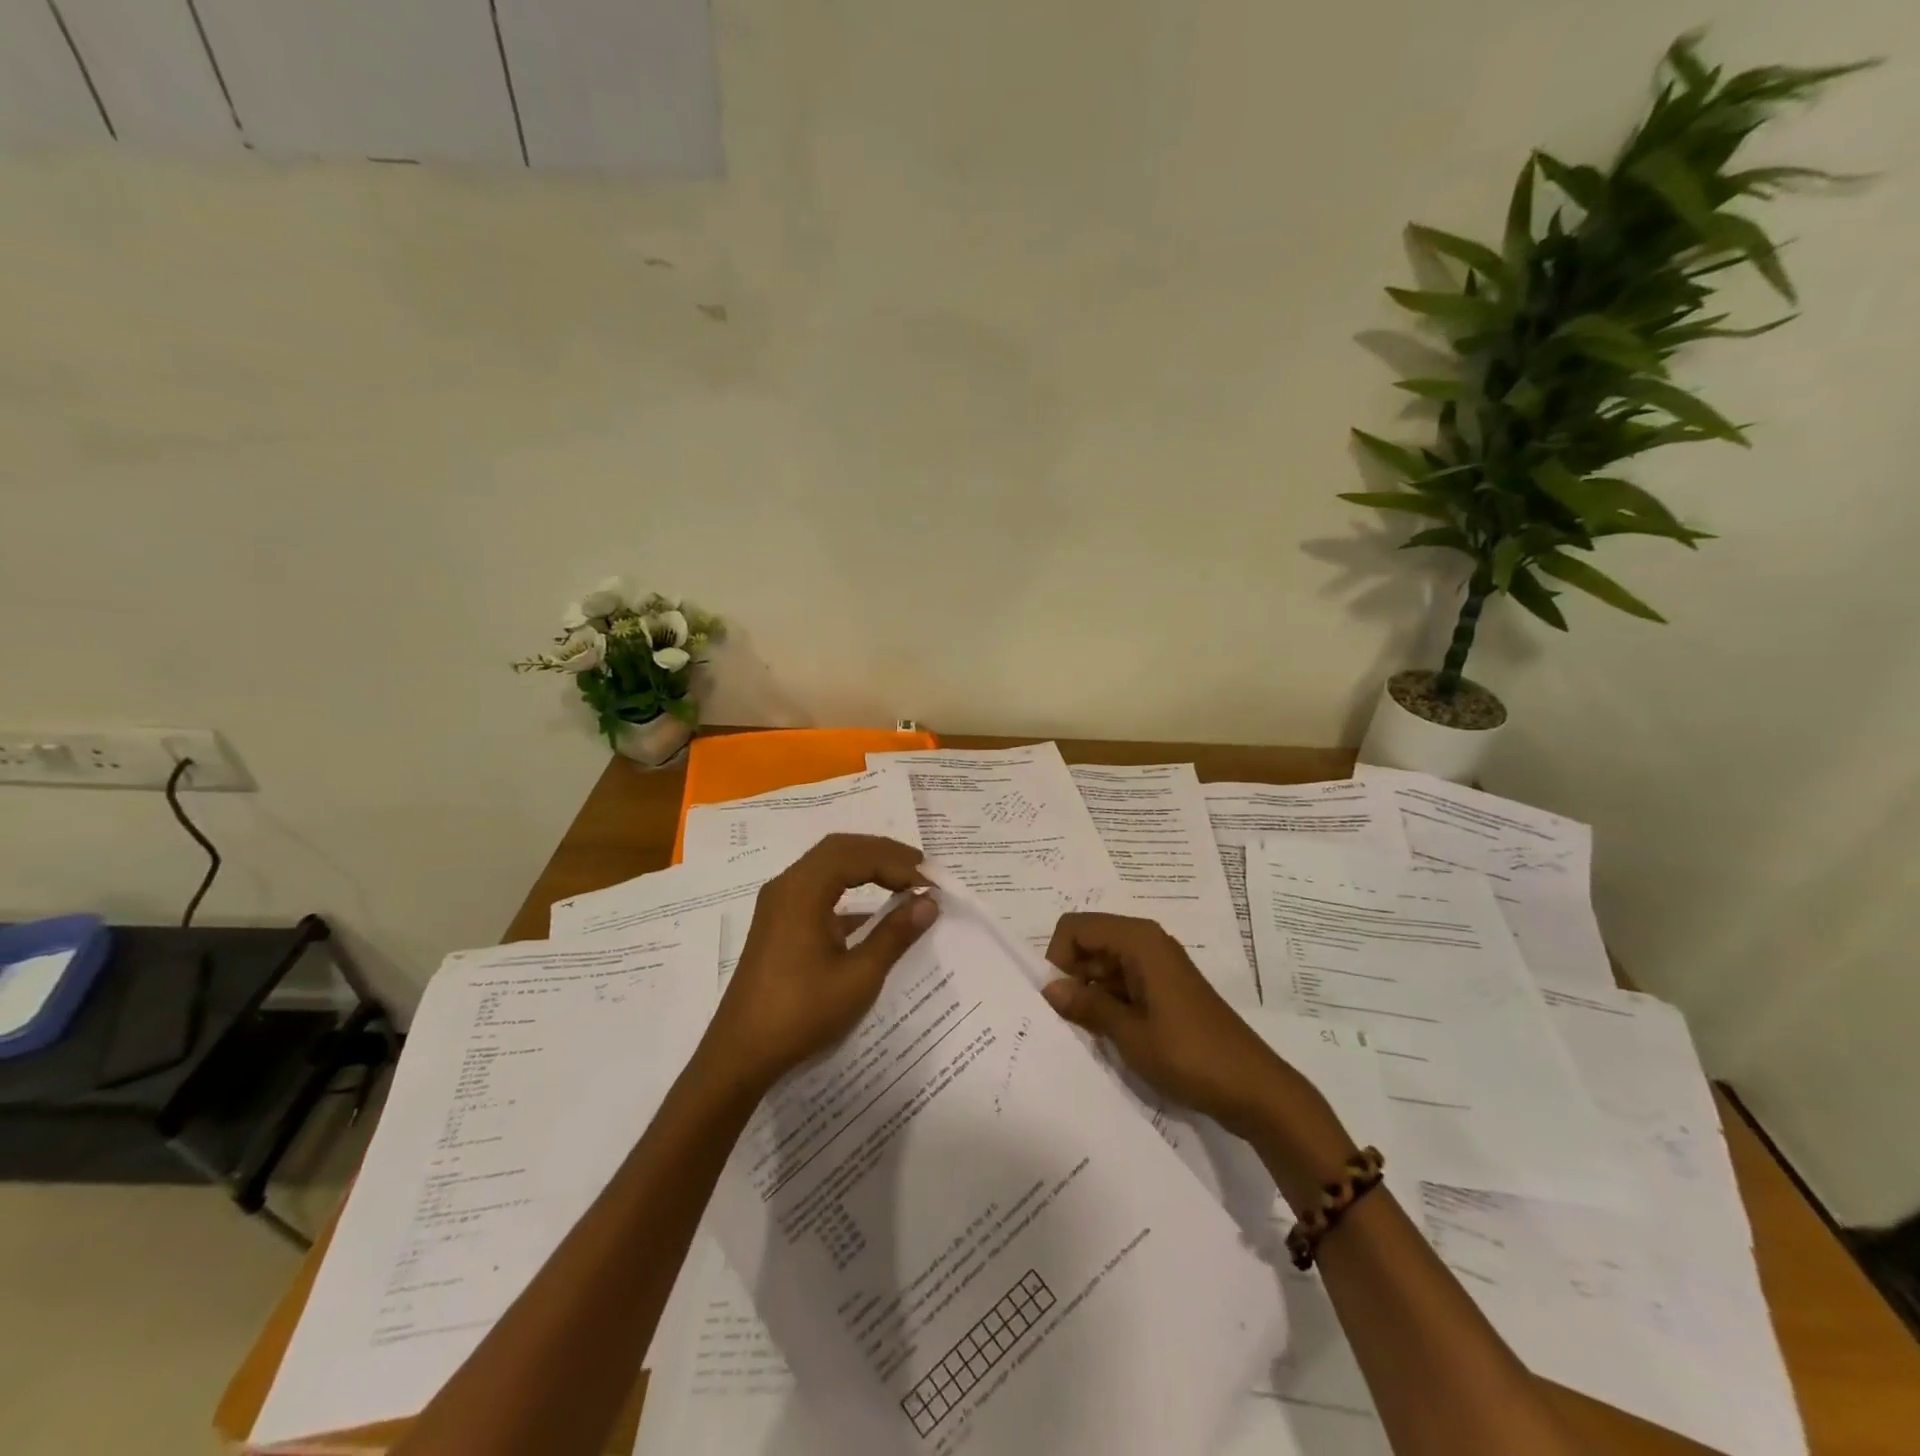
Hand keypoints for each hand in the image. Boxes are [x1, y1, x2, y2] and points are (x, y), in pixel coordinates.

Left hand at [705, 834, 936, 1091]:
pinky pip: (819, 888)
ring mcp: (780, 904)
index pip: (858, 855)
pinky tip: (875, 912)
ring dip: (867, 867)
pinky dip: (850, 888)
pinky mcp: (780, 923)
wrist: (741, 1054)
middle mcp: (787, 886)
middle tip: (922, 870)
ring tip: (905, 880)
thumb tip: (929, 902)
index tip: (932, 884)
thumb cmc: (801, 1013)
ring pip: (829, 866)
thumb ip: (895, 934)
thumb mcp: (858, 976)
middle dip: (884, 855)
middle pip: (841, 849)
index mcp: (802, 890)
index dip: (899, 864)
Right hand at [1042, 912, 1293, 1138]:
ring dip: (1089, 993)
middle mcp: (1147, 943)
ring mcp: (1158, 967)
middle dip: (1071, 976)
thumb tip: (1049, 989)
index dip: (1058, 958)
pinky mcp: (1164, 989)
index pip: (1076, 927)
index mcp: (1139, 941)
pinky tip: (1108, 1035)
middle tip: (1066, 1021)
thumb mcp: (1130, 1033)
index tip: (1058, 999)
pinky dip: (1108, 1003)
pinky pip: (1122, 982)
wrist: (1254, 1089)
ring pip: (1103, 965)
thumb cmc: (1190, 1055)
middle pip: (1089, 942)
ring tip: (1086, 1033)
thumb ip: (1087, 1005)